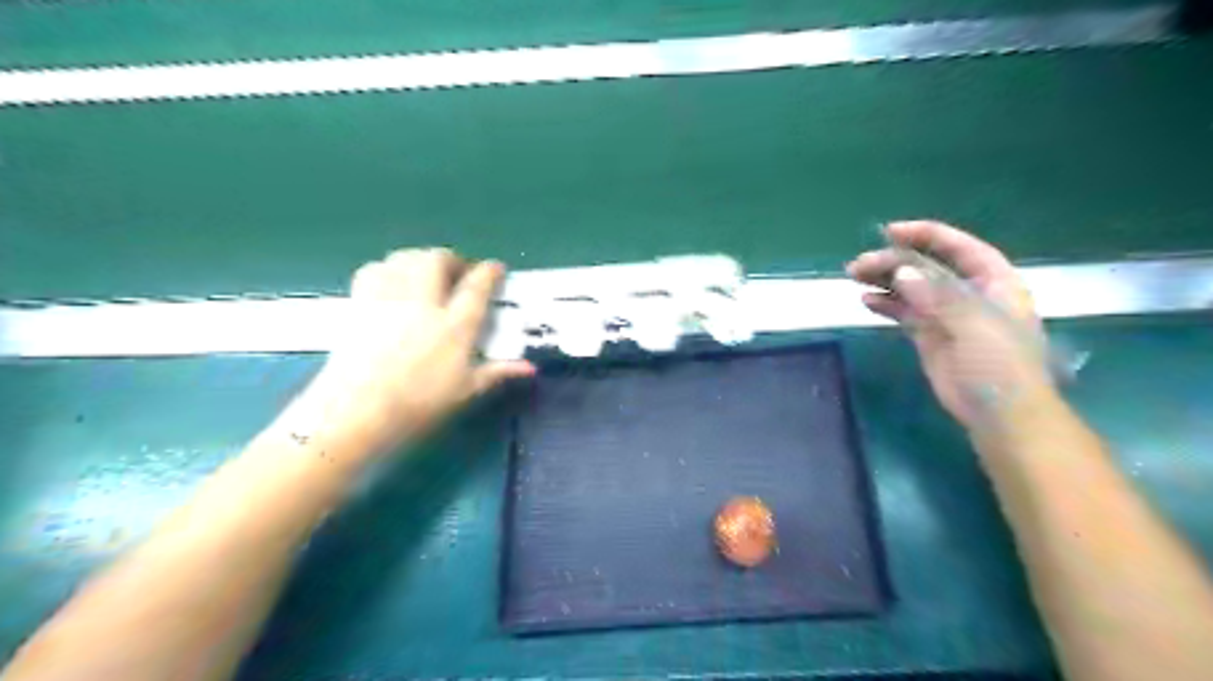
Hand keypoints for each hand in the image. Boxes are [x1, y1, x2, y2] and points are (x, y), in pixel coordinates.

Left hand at [298, 248, 532, 460]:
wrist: (356, 411)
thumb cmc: (418, 405)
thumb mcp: (465, 391)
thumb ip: (497, 372)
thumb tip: (530, 367)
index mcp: (455, 326)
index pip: (477, 287)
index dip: (489, 272)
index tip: (496, 267)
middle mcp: (424, 302)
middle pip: (438, 260)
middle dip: (453, 259)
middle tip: (459, 273)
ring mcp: (389, 299)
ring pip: (407, 258)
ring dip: (421, 259)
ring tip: (427, 274)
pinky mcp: (360, 303)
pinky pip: (376, 269)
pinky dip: (389, 268)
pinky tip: (392, 282)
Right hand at [846, 220, 1057, 432]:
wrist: (1000, 414)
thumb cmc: (999, 364)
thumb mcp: (974, 323)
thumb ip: (938, 295)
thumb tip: (901, 273)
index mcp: (993, 281)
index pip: (959, 248)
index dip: (926, 235)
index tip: (890, 232)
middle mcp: (969, 293)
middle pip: (928, 267)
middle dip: (894, 261)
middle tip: (859, 265)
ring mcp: (947, 315)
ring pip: (912, 288)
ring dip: (885, 280)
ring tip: (855, 277)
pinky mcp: (929, 336)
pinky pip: (904, 312)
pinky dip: (886, 304)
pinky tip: (867, 300)